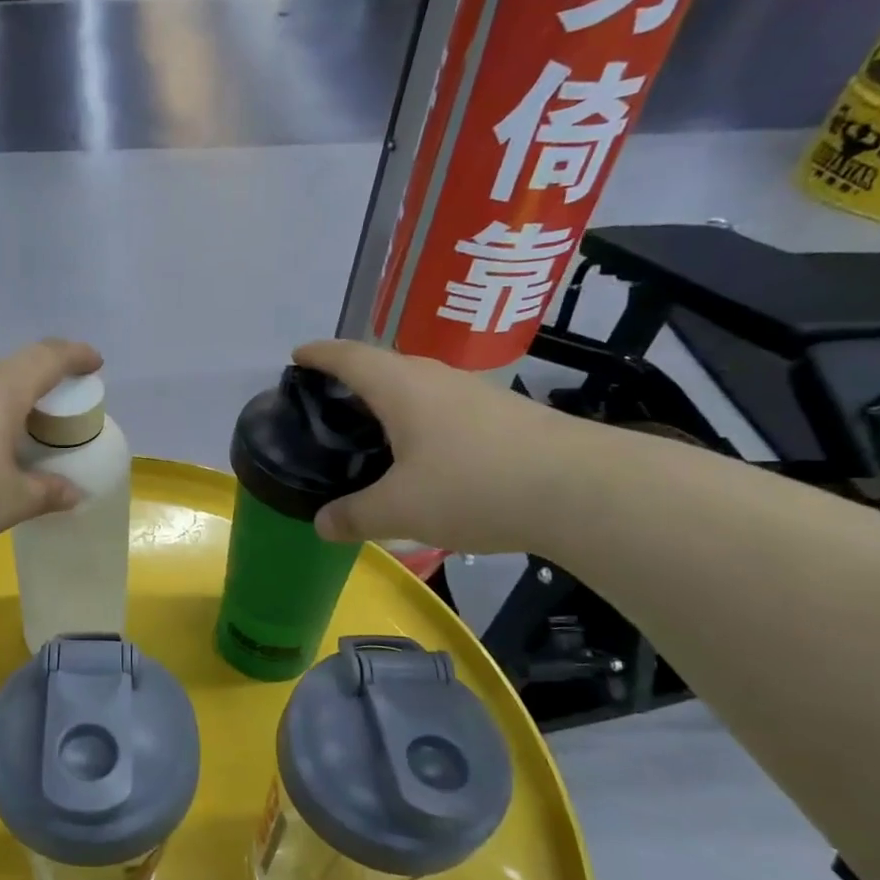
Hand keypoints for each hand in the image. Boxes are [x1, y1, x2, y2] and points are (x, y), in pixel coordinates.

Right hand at [292, 340, 591, 554]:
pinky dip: (419, 422)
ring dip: (389, 402)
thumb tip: (321, 525)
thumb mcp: (400, 510)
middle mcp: (436, 378)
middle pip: (383, 366)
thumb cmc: (474, 486)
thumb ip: (354, 516)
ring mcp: (475, 394)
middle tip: (326, 406)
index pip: (348, 356)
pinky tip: (422, 456)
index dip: (318, 354)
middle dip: (351, 379)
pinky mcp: (504, 416)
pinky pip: (444, 409)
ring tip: (370, 432)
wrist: (583, 489)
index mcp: (400, 387)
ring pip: (417, 388)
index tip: (296, 357)